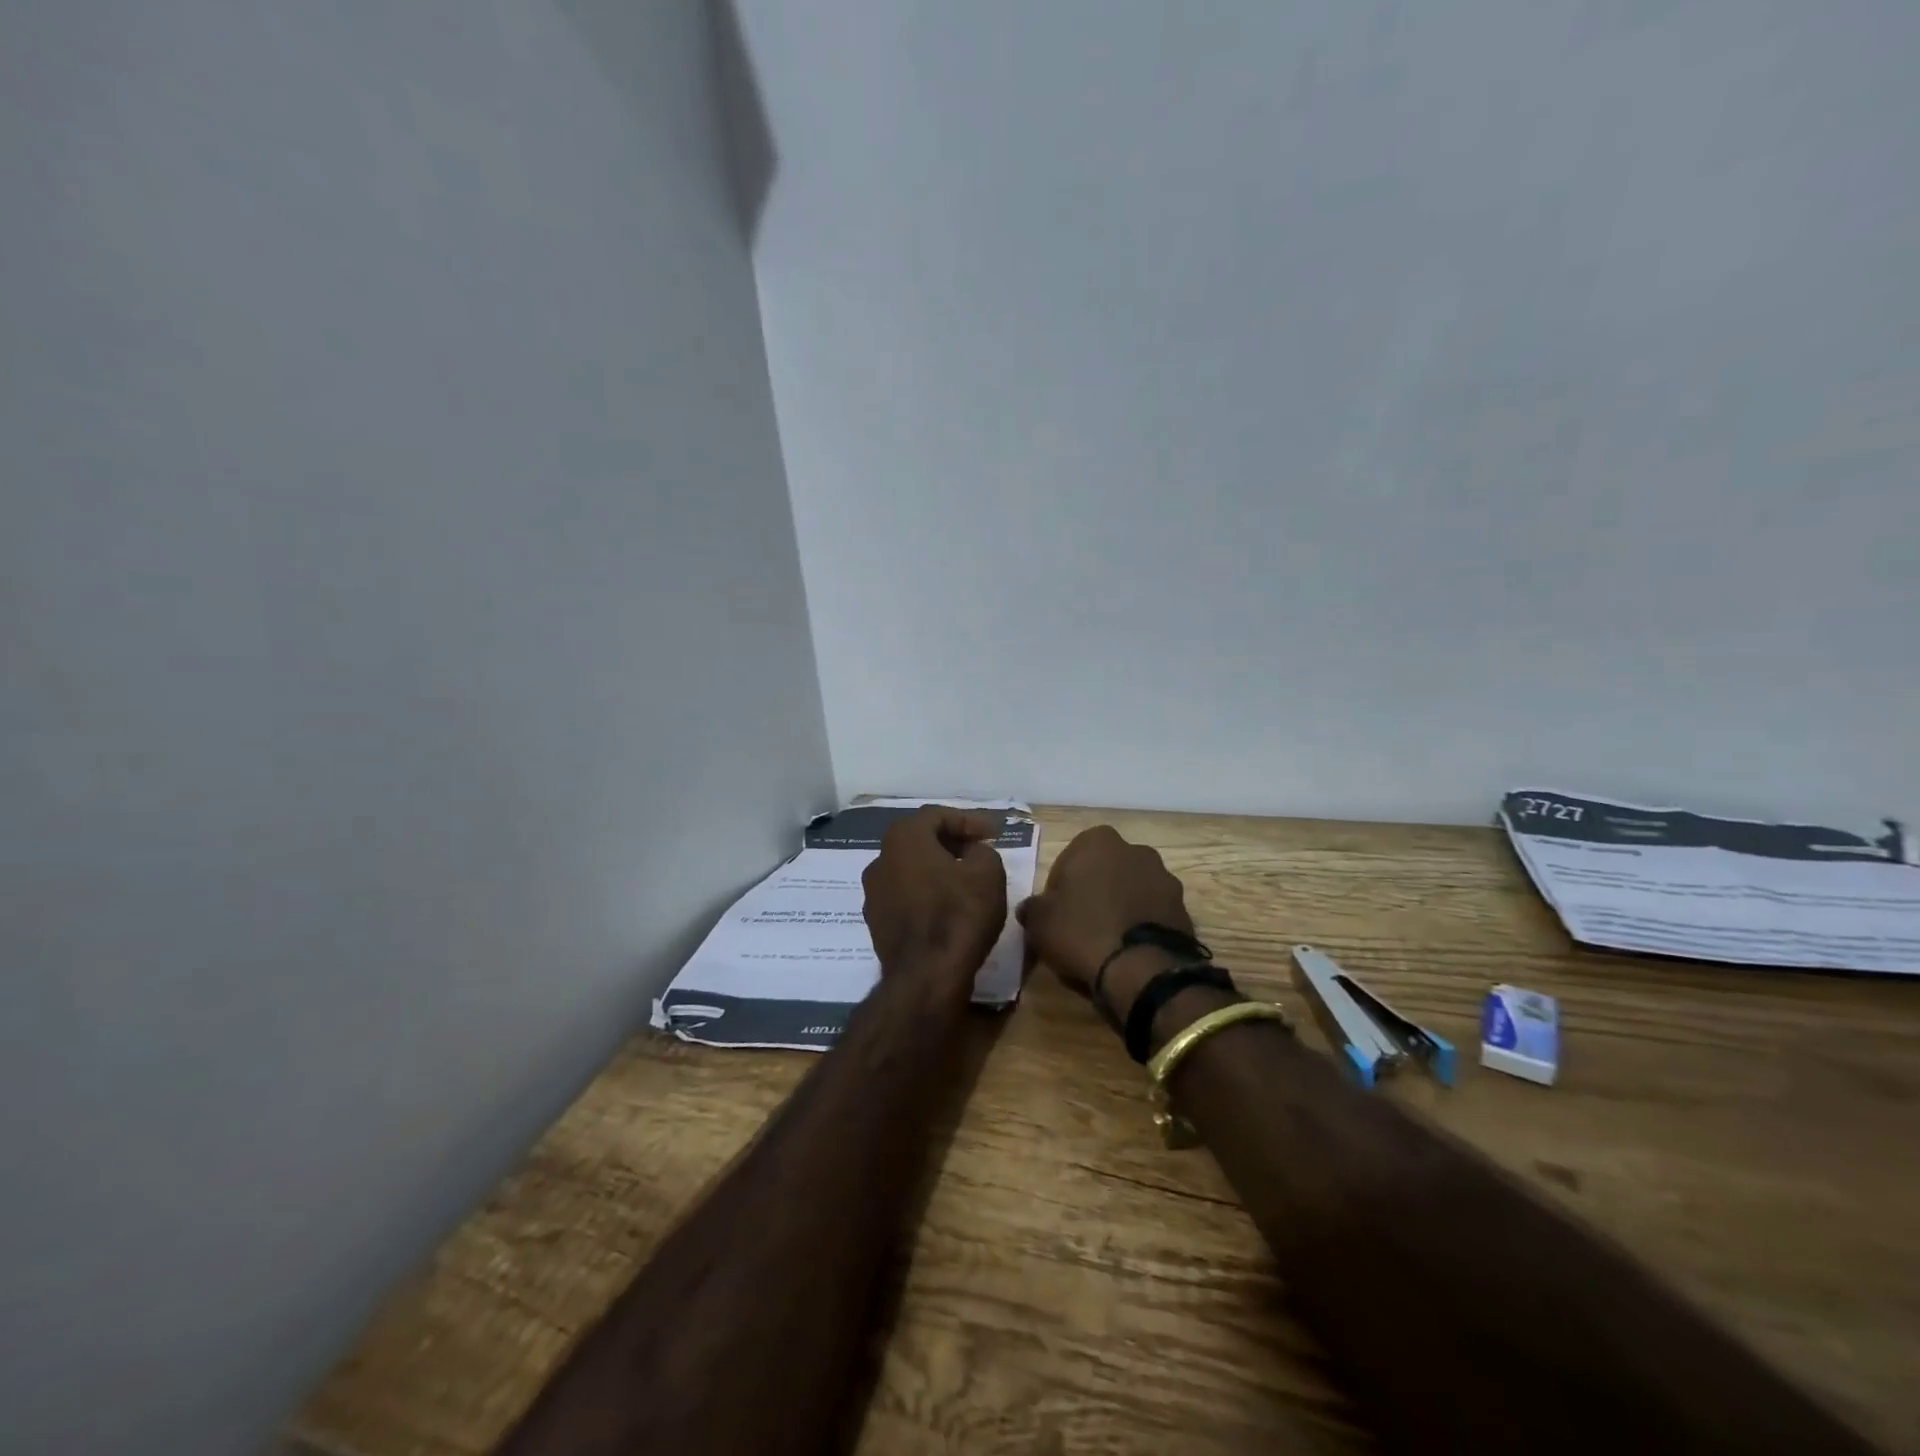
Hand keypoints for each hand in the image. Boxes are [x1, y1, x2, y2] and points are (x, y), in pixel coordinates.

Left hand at [861, 807, 1008, 986]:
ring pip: (910, 869)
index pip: (937, 815)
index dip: (968, 820)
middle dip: (951, 842)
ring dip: (937, 869)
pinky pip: (905, 896)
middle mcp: (880, 859)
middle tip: (979, 852)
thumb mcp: (988, 873)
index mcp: (903, 838)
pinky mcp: (876, 922)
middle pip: (919, 840)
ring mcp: (873, 893)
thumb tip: (972, 854)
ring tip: (966, 880)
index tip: (993, 834)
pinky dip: (926, 893)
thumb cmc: (958, 914)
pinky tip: (948, 907)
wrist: (926, 977)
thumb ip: (982, 851)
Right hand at [1017, 826, 1195, 1020]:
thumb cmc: (1082, 931)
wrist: (1142, 969)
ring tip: (1107, 941)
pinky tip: (1129, 949)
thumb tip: (1031, 908)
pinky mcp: (1184, 908)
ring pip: (1132, 889)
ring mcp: (1165, 878)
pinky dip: (1141, 924)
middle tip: (1080, 925)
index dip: (1059, 887)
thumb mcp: (1039, 921)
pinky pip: (1153, 912)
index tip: (1055, 913)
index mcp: (1098, 841)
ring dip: (1120, 906)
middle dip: (1094, 891)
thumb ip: (1032, 907)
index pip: (1069, 859)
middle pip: (1104, 870)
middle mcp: (1136, 850)